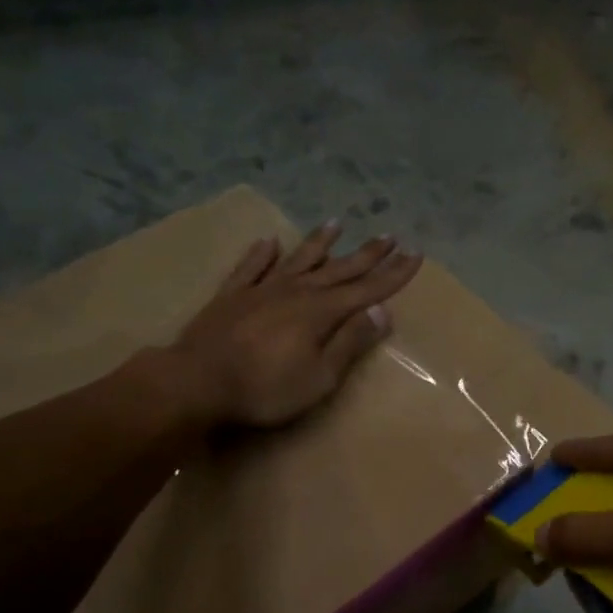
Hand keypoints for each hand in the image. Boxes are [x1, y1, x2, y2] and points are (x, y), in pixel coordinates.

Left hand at [165, 223, 422, 427]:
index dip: (394, 273)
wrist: (197, 381)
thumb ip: (350, 342)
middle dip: (367, 254)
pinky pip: (252, 267)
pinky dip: (262, 254)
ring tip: (337, 223)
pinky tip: (269, 242)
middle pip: (339, 269)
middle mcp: (295, 291)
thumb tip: (381, 311)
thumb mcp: (320, 376)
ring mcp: (261, 290)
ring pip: (298, 260)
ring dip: (320, 243)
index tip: (416, 255)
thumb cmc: (266, 388)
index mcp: (321, 312)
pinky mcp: (231, 297)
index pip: (367, 289)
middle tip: (389, 236)